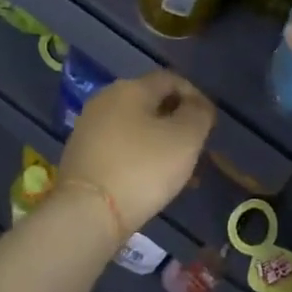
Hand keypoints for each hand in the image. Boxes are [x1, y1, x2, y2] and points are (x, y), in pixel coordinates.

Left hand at [61, 70, 215, 234]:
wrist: (87, 213)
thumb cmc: (143, 168)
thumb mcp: (186, 138)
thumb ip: (199, 114)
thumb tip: (198, 105)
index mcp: (130, 88)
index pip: (171, 79)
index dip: (196, 96)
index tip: (210, 124)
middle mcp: (105, 100)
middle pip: (151, 103)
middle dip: (178, 123)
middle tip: (197, 149)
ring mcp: (88, 129)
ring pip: (136, 129)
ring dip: (161, 144)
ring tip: (180, 172)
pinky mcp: (81, 156)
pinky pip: (120, 149)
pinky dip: (140, 159)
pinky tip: (152, 182)